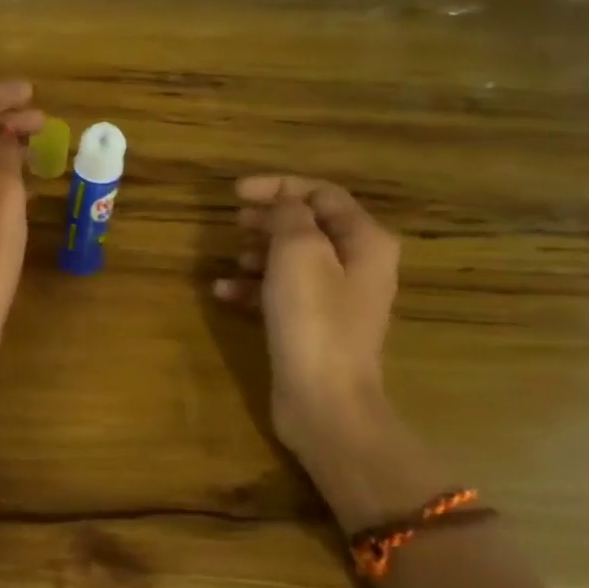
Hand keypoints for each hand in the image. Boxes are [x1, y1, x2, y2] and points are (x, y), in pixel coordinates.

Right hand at [213, 176, 399, 458]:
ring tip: (232, 258)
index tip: (236, 192)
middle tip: (235, 221)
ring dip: (259, 253)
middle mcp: (358, 264)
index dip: (278, 187)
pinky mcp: (314, 325)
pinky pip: (283, 292)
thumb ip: (290, 217)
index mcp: (365, 241)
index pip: (322, 194)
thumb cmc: (314, 321)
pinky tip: (224, 293)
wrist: (324, 401)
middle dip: (269, 219)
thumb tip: (284, 203)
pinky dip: (255, 287)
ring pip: (293, 259)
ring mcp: (337, 298)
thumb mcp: (298, 254)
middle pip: (309, 225)